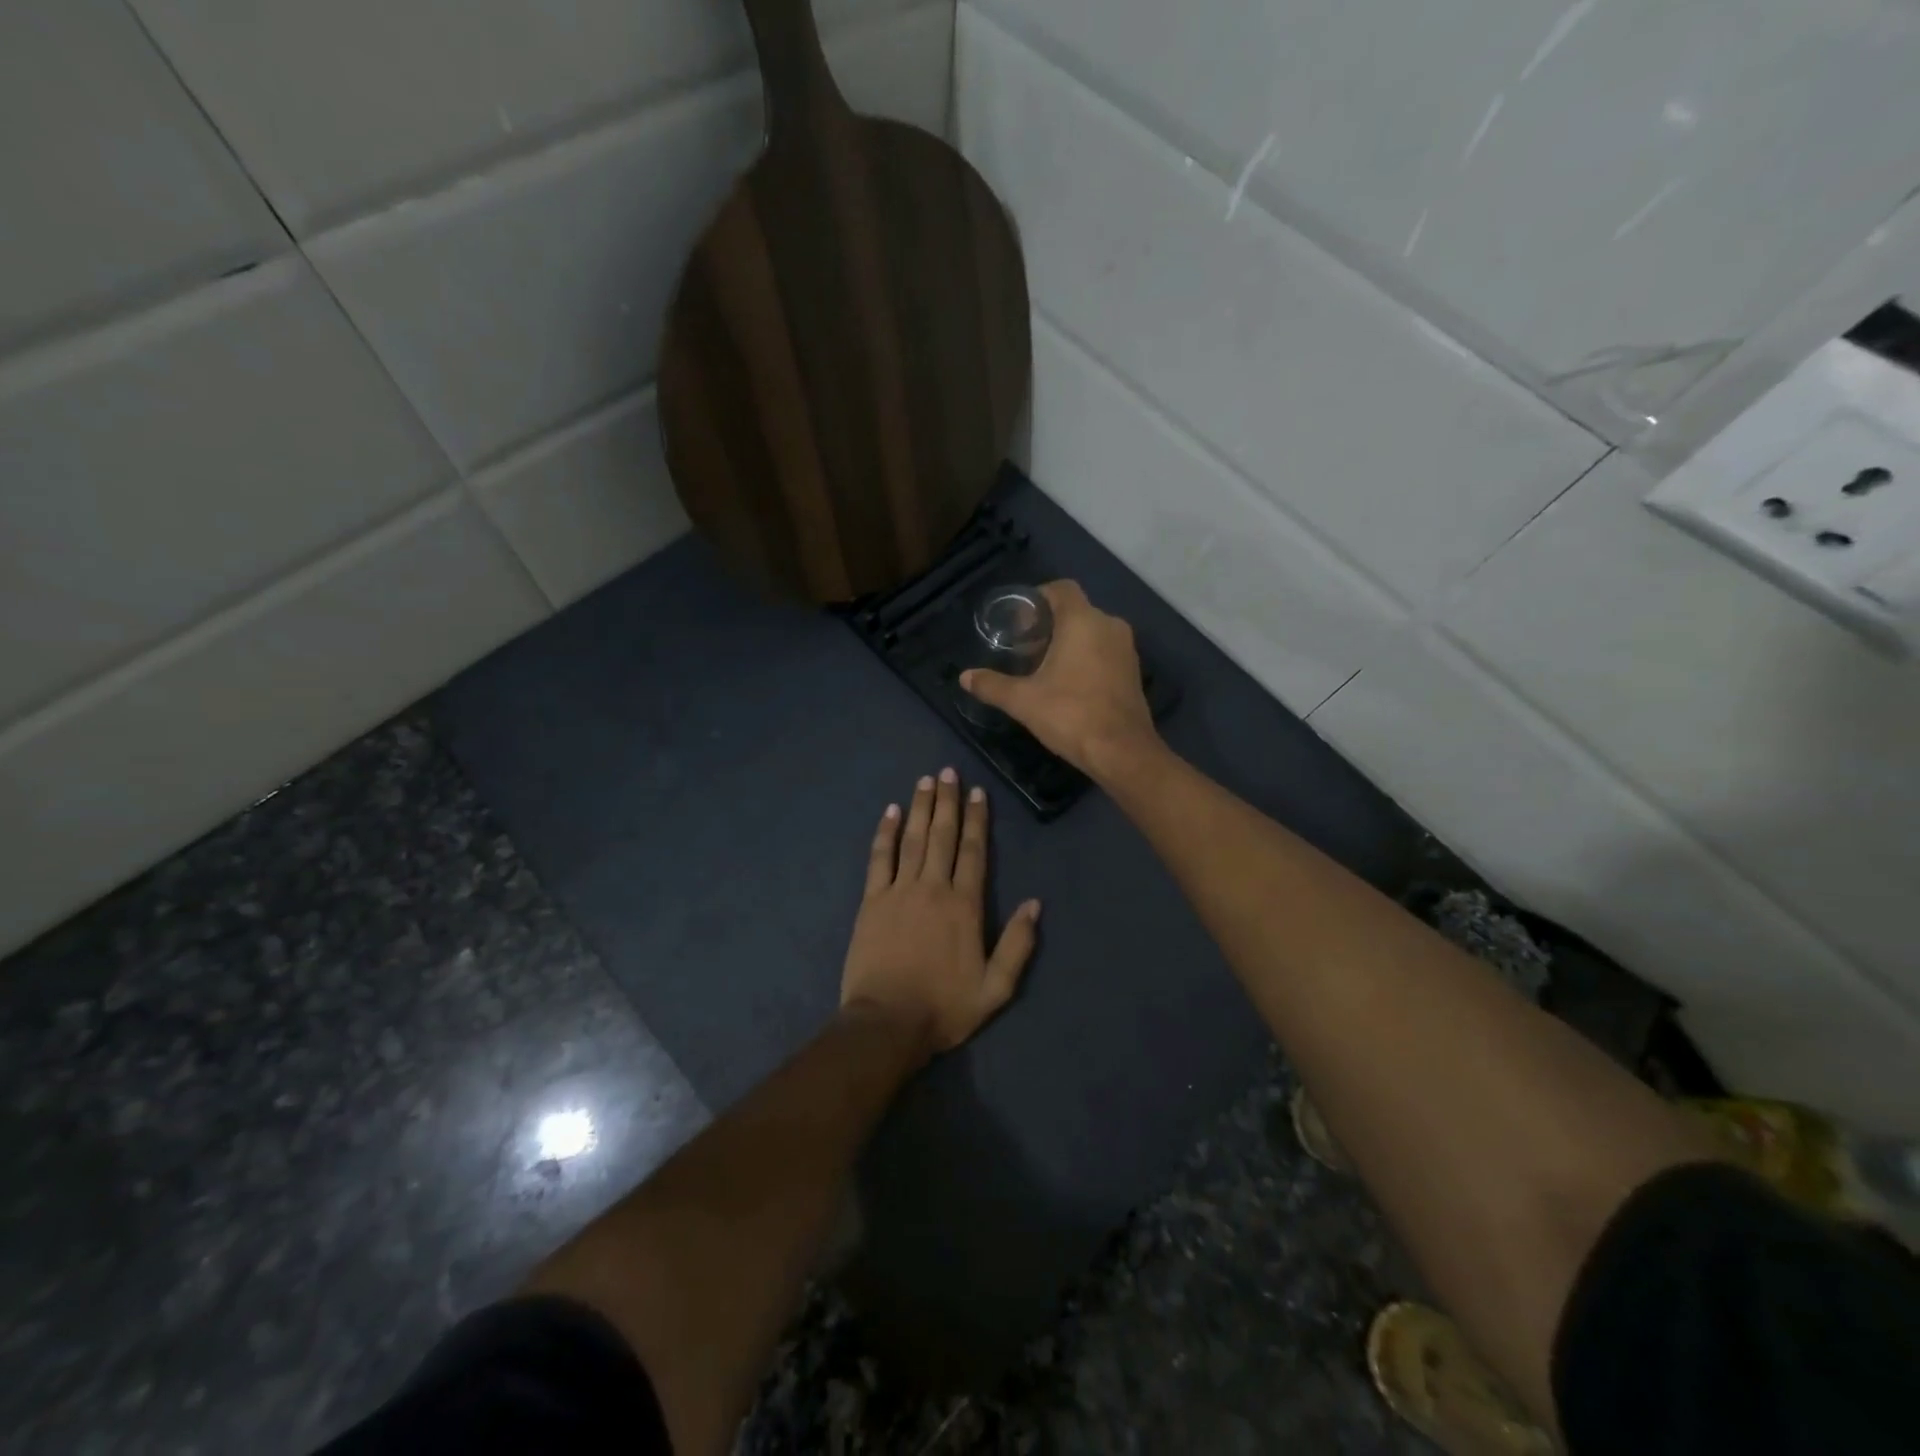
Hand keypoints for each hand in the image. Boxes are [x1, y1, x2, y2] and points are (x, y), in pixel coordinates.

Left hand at [840, 769, 1040, 1056]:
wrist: (887, 1024)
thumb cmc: (944, 1007)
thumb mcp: (996, 988)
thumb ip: (1018, 945)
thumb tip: (1035, 904)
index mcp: (964, 906)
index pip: (973, 851)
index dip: (977, 820)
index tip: (978, 792)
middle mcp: (932, 888)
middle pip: (942, 835)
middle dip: (947, 801)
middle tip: (949, 771)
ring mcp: (898, 891)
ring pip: (912, 839)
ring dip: (920, 807)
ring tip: (925, 780)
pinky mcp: (871, 901)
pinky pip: (879, 859)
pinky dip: (885, 833)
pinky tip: (890, 812)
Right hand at [960, 581, 1160, 780]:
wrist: (1122, 752)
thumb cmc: (1071, 715)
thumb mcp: (1023, 701)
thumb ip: (992, 685)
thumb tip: (965, 677)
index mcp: (1083, 621)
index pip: (1061, 589)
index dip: (1038, 597)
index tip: (1019, 619)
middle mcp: (1109, 625)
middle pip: (1076, 610)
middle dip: (1050, 623)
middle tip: (1025, 645)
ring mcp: (1126, 649)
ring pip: (1093, 631)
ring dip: (1070, 641)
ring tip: (1044, 664)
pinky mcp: (1134, 671)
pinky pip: (1105, 651)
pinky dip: (1087, 656)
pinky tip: (1069, 681)